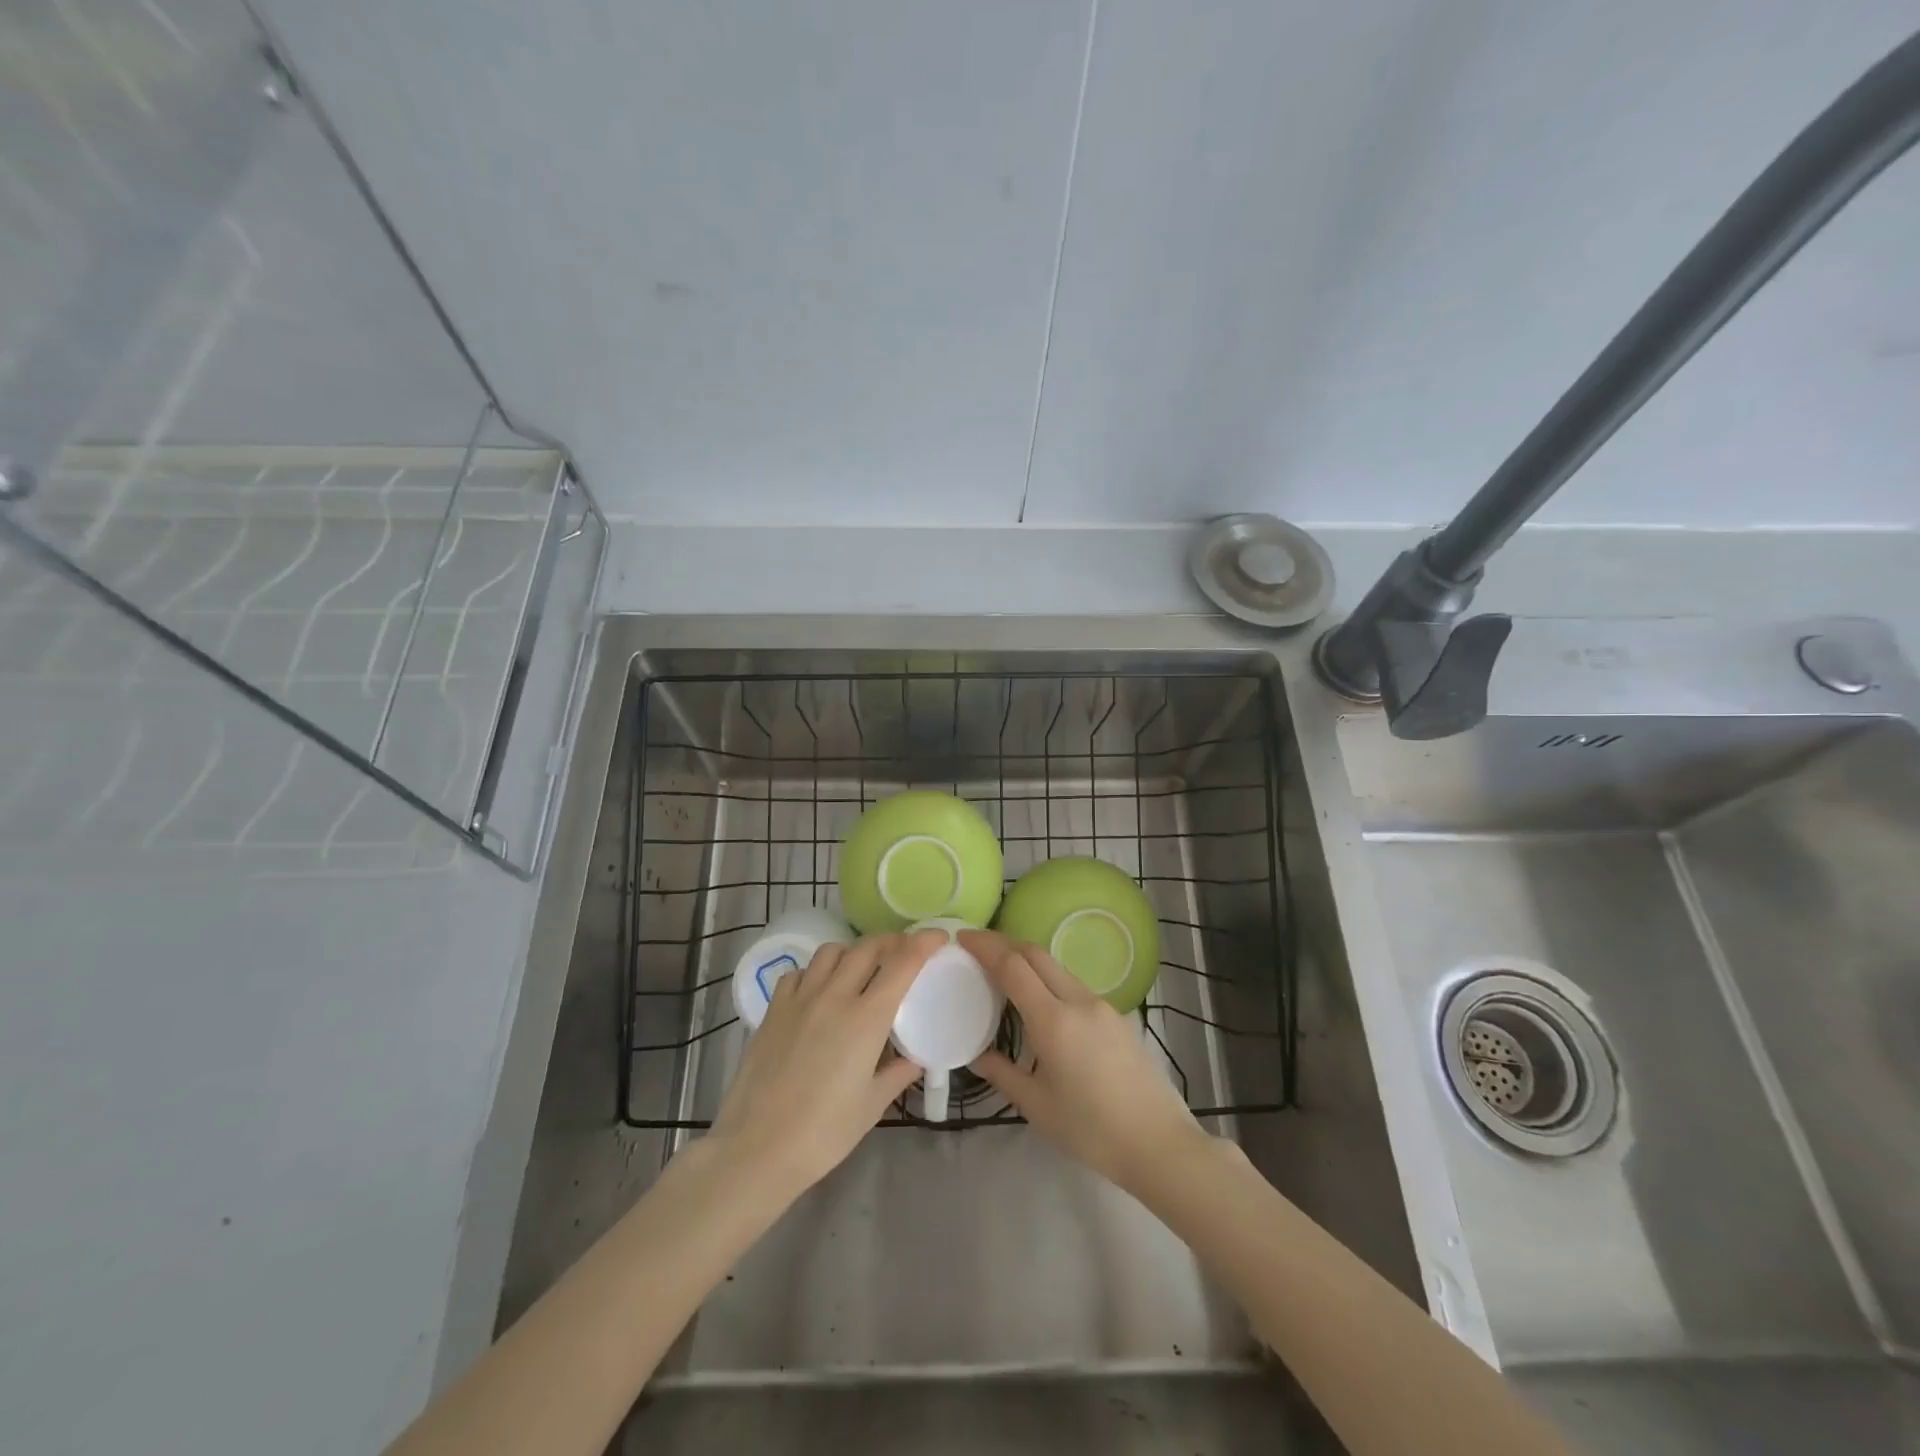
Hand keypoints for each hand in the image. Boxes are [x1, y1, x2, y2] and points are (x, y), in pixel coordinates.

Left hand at [707, 930, 941, 1200]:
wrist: (757, 1148)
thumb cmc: (824, 1133)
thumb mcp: (872, 1105)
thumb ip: (898, 1073)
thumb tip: (915, 1058)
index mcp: (867, 1018)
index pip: (902, 963)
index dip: (924, 942)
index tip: (938, 937)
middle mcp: (835, 996)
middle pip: (868, 948)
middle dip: (892, 942)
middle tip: (904, 952)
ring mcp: (800, 999)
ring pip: (832, 952)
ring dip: (853, 952)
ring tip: (861, 970)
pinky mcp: (773, 1010)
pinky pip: (800, 972)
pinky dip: (817, 972)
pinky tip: (819, 991)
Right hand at [961, 929, 1207, 1196]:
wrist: (1159, 1144)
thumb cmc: (1091, 1130)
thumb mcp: (1036, 1106)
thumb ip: (1002, 1073)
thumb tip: (977, 1054)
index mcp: (1054, 1020)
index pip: (1013, 965)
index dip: (985, 946)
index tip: (962, 938)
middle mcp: (1078, 1001)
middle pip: (1036, 954)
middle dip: (1004, 944)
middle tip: (976, 949)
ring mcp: (1102, 1006)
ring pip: (1057, 967)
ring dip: (1027, 959)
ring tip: (1002, 972)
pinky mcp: (1117, 1017)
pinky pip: (1073, 984)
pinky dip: (1047, 978)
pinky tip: (1039, 1000)